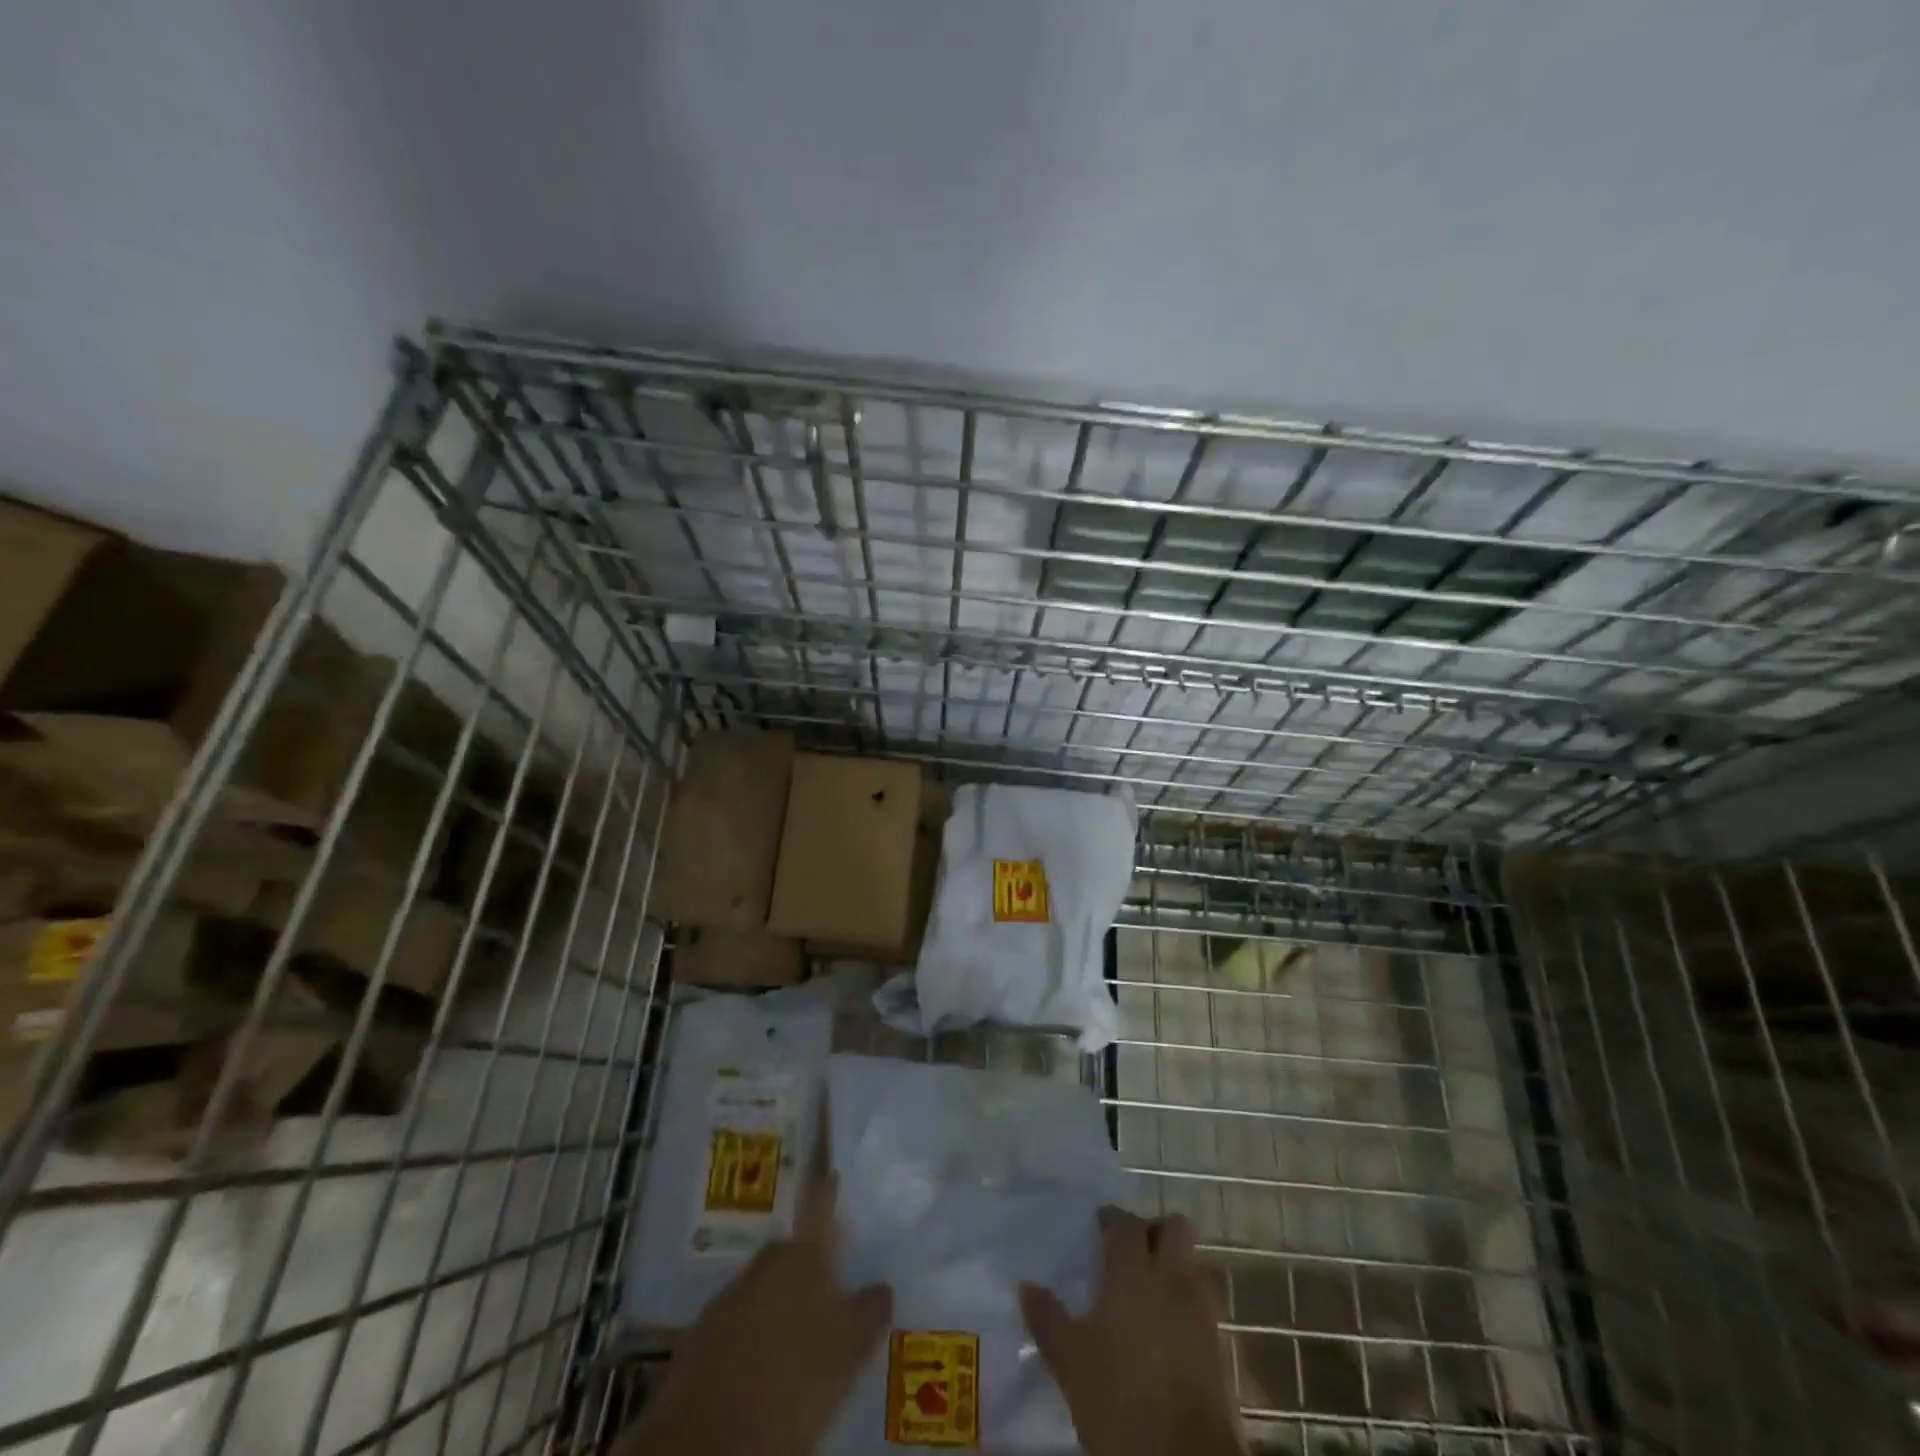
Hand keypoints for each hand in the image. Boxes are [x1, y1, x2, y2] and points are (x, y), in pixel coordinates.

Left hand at [617, 1176, 891, 1455]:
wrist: (710, 1440)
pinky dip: (753, 1330)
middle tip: (826, 1281)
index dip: (827, 1192)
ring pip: (762, 1286)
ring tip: (797, 1329)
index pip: (819, 1209)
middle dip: (806, 1260)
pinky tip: (763, 1360)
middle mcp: (764, 1265)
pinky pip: (737, 1320)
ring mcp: (728, 1298)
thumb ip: (870, 1311)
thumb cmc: (796, 1382)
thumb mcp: (850, 1350)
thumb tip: (883, 1286)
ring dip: (779, 1298)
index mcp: (802, 1257)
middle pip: (789, 1250)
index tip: (832, 1174)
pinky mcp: (700, 1336)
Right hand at [1020, 1207, 1243, 1455]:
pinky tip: (1167, 1327)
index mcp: (1133, 1272)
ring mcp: (1200, 1311)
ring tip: (1150, 1289)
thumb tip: (1026, 1286)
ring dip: (1175, 1266)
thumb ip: (1048, 1319)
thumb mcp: (1070, 1362)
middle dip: (1156, 1230)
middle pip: (1175, 1228)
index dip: (1113, 1218)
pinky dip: (1186, 1304)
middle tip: (1132, 1249)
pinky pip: (1203, 1305)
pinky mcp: (1219, 1347)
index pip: (1126, 1223)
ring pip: (1193, 1264)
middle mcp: (1171, 1279)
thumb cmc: (1119, 1399)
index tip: (1099, 1225)